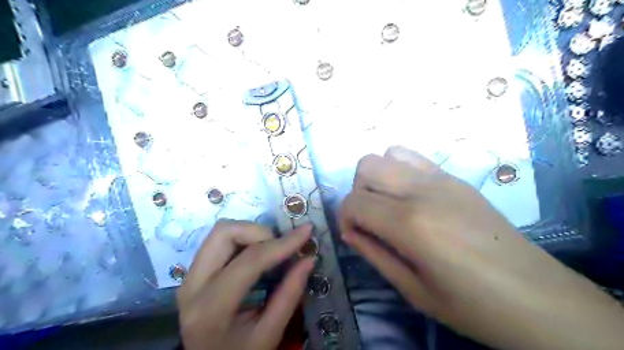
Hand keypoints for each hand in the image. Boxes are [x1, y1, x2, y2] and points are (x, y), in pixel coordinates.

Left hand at [177, 220, 314, 349]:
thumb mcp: (269, 335)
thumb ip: (289, 295)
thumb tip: (309, 258)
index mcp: (211, 308)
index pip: (249, 261)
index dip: (282, 243)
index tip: (306, 231)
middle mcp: (193, 285)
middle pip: (224, 233)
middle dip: (259, 231)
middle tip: (281, 246)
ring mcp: (189, 276)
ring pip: (221, 232)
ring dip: (251, 232)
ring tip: (271, 249)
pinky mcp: (194, 272)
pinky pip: (219, 241)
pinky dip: (243, 239)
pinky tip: (258, 253)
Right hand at [339, 146, 623, 348]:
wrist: (537, 297)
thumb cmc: (471, 305)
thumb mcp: (412, 289)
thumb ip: (373, 254)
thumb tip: (349, 232)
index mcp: (409, 223)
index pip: (354, 202)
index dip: (344, 219)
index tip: (354, 236)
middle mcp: (422, 190)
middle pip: (367, 166)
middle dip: (357, 192)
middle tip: (370, 219)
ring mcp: (442, 179)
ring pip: (388, 154)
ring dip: (378, 178)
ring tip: (389, 205)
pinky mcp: (456, 178)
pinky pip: (415, 158)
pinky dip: (400, 171)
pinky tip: (411, 197)